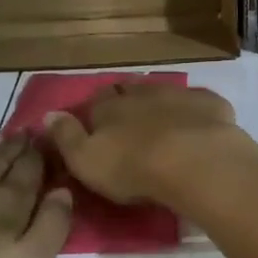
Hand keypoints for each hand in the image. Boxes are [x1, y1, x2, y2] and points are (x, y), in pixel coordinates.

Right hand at [44, 82, 257, 207]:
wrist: (195, 161)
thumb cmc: (134, 167)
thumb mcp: (86, 160)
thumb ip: (66, 137)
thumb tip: (47, 114)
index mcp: (110, 107)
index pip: (97, 101)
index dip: (96, 111)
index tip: (97, 124)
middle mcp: (141, 93)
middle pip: (129, 90)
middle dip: (126, 100)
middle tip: (128, 120)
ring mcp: (178, 94)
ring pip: (162, 91)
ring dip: (159, 102)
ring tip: (161, 122)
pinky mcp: (210, 104)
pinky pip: (198, 102)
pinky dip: (195, 110)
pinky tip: (198, 124)